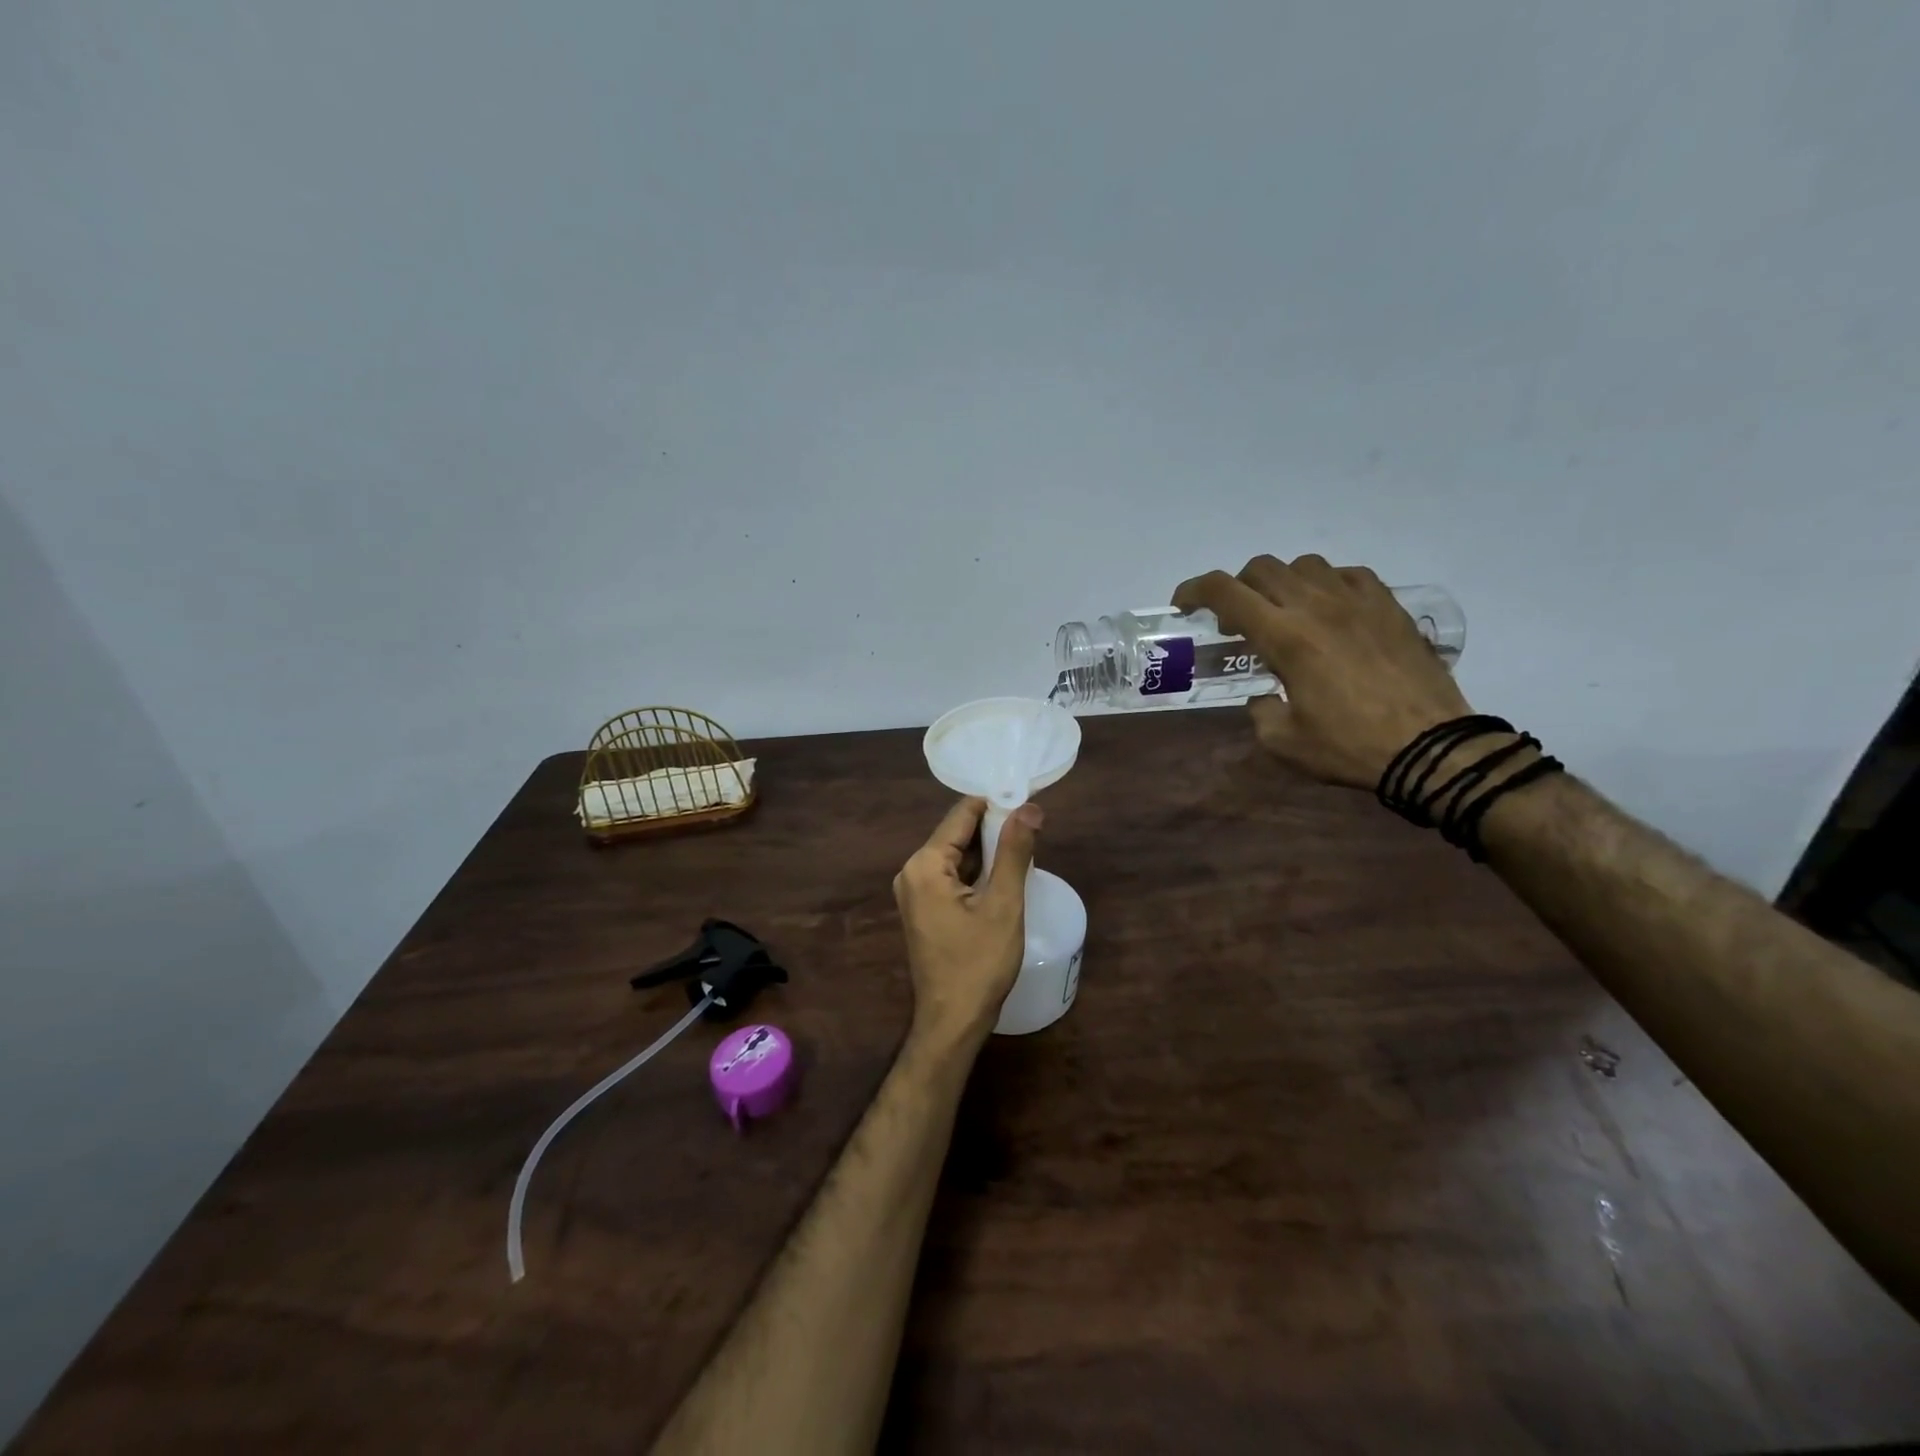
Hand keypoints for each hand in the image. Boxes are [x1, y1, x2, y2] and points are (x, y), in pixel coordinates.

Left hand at [893, 797, 1041, 1046]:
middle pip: (957, 835)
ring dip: (987, 852)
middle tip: (1033, 829)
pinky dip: (976, 873)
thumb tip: (1030, 808)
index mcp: (924, 864)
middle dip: (993, 830)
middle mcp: (911, 871)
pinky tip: (1004, 877)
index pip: (961, 815)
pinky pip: (951, 878)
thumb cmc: (978, 964)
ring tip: (1025, 849)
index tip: (1027, 802)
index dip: (995, 805)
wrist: (952, 1022)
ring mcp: (914, 892)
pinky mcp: (923, 910)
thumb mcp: (1003, 904)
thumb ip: (1014, 852)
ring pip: (956, 857)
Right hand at [1174, 553, 1472, 788]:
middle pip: (1261, 568)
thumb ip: (1260, 710)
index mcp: (1285, 637)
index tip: (1184, 606)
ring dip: (1281, 583)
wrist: (1430, 746)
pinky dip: (1326, 585)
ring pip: (1305, 565)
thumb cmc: (1348, 746)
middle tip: (1237, 621)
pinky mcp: (1389, 606)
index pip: (1226, 592)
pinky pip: (1348, 575)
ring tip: (1285, 614)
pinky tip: (1330, 612)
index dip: (1195, 590)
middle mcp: (1317, 606)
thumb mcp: (1282, 741)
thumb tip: (1265, 696)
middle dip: (1237, 588)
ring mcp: (1357, 600)